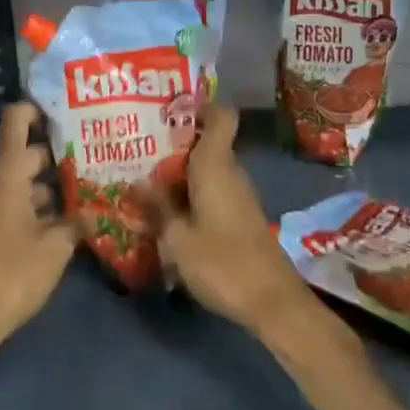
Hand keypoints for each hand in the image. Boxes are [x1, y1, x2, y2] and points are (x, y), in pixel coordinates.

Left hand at [0, 101, 75, 347]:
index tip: (70, 113)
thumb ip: (78, 220)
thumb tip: (98, 208)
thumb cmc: (14, 271)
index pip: (16, 120)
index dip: (39, 109)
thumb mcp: (56, 245)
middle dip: (60, 151)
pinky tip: (72, 216)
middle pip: (27, 151)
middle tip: (96, 152)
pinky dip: (43, 203)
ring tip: (93, 185)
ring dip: (54, 181)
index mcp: (7, 172)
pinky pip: (20, 201)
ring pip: (25, 178)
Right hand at [151, 105, 315, 334]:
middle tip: (137, 150)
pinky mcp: (240, 217)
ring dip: (179, 173)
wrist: (273, 303)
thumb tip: (136, 182)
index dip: (199, 106)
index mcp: (216, 165)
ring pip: (207, 169)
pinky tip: (167, 212)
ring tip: (143, 181)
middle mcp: (230, 172)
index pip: (220, 116)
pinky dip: (190, 194)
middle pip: (205, 143)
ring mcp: (238, 195)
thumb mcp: (177, 238)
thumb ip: (156, 207)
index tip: (168, 111)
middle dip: (173, 145)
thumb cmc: (223, 263)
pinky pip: (212, 191)